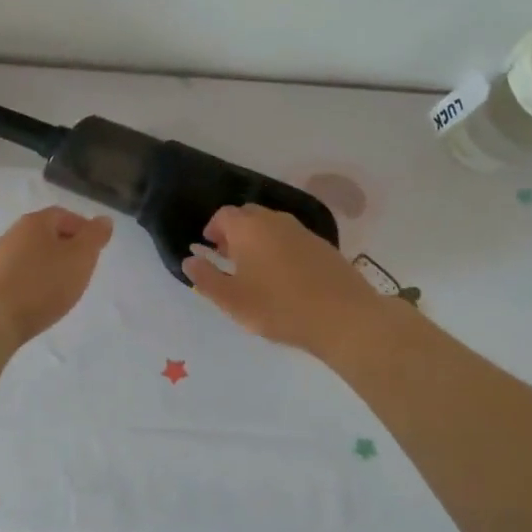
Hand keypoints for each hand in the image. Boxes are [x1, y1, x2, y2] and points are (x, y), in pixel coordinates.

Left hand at [0, 207, 114, 345]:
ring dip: (50, 265)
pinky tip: (40, 299)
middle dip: (67, 248)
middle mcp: (13, 233)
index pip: (64, 215)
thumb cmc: (43, 284)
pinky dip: (34, 280)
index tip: (96, 250)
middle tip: (83, 269)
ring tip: (63, 287)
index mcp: (35, 222)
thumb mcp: (80, 258)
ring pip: (33, 254)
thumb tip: (103, 220)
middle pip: (47, 234)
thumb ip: (95, 236)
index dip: (83, 229)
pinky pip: (20, 273)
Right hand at [182, 203, 388, 356]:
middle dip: (235, 232)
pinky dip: (281, 249)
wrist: (343, 317)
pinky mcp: (323, 245)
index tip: (210, 249)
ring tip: (256, 270)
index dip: (213, 230)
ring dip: (259, 240)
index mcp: (249, 227)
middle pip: (248, 216)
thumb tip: (189, 260)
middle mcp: (275, 220)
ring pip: (272, 226)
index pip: (223, 215)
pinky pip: (292, 239)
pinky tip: (285, 277)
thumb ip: (205, 278)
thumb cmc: (278, 307)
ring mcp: (302, 231)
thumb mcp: (232, 300)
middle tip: (230, 259)